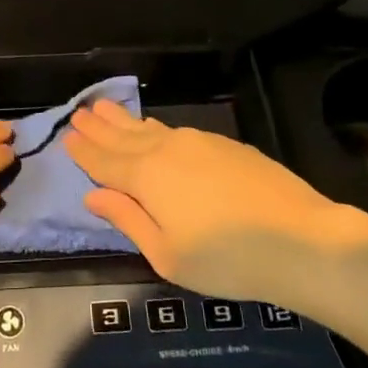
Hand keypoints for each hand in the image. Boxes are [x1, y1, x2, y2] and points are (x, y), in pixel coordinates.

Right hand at [67, 98, 360, 303]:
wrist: (301, 240)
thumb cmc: (227, 260)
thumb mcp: (167, 254)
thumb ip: (128, 220)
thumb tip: (94, 196)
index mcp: (146, 176)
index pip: (104, 161)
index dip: (84, 151)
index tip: (66, 136)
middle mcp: (167, 150)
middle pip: (124, 136)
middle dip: (99, 126)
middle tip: (79, 112)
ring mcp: (199, 142)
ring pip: (151, 128)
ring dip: (125, 120)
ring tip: (106, 108)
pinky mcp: (226, 145)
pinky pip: (177, 131)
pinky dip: (156, 128)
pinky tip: (155, 129)